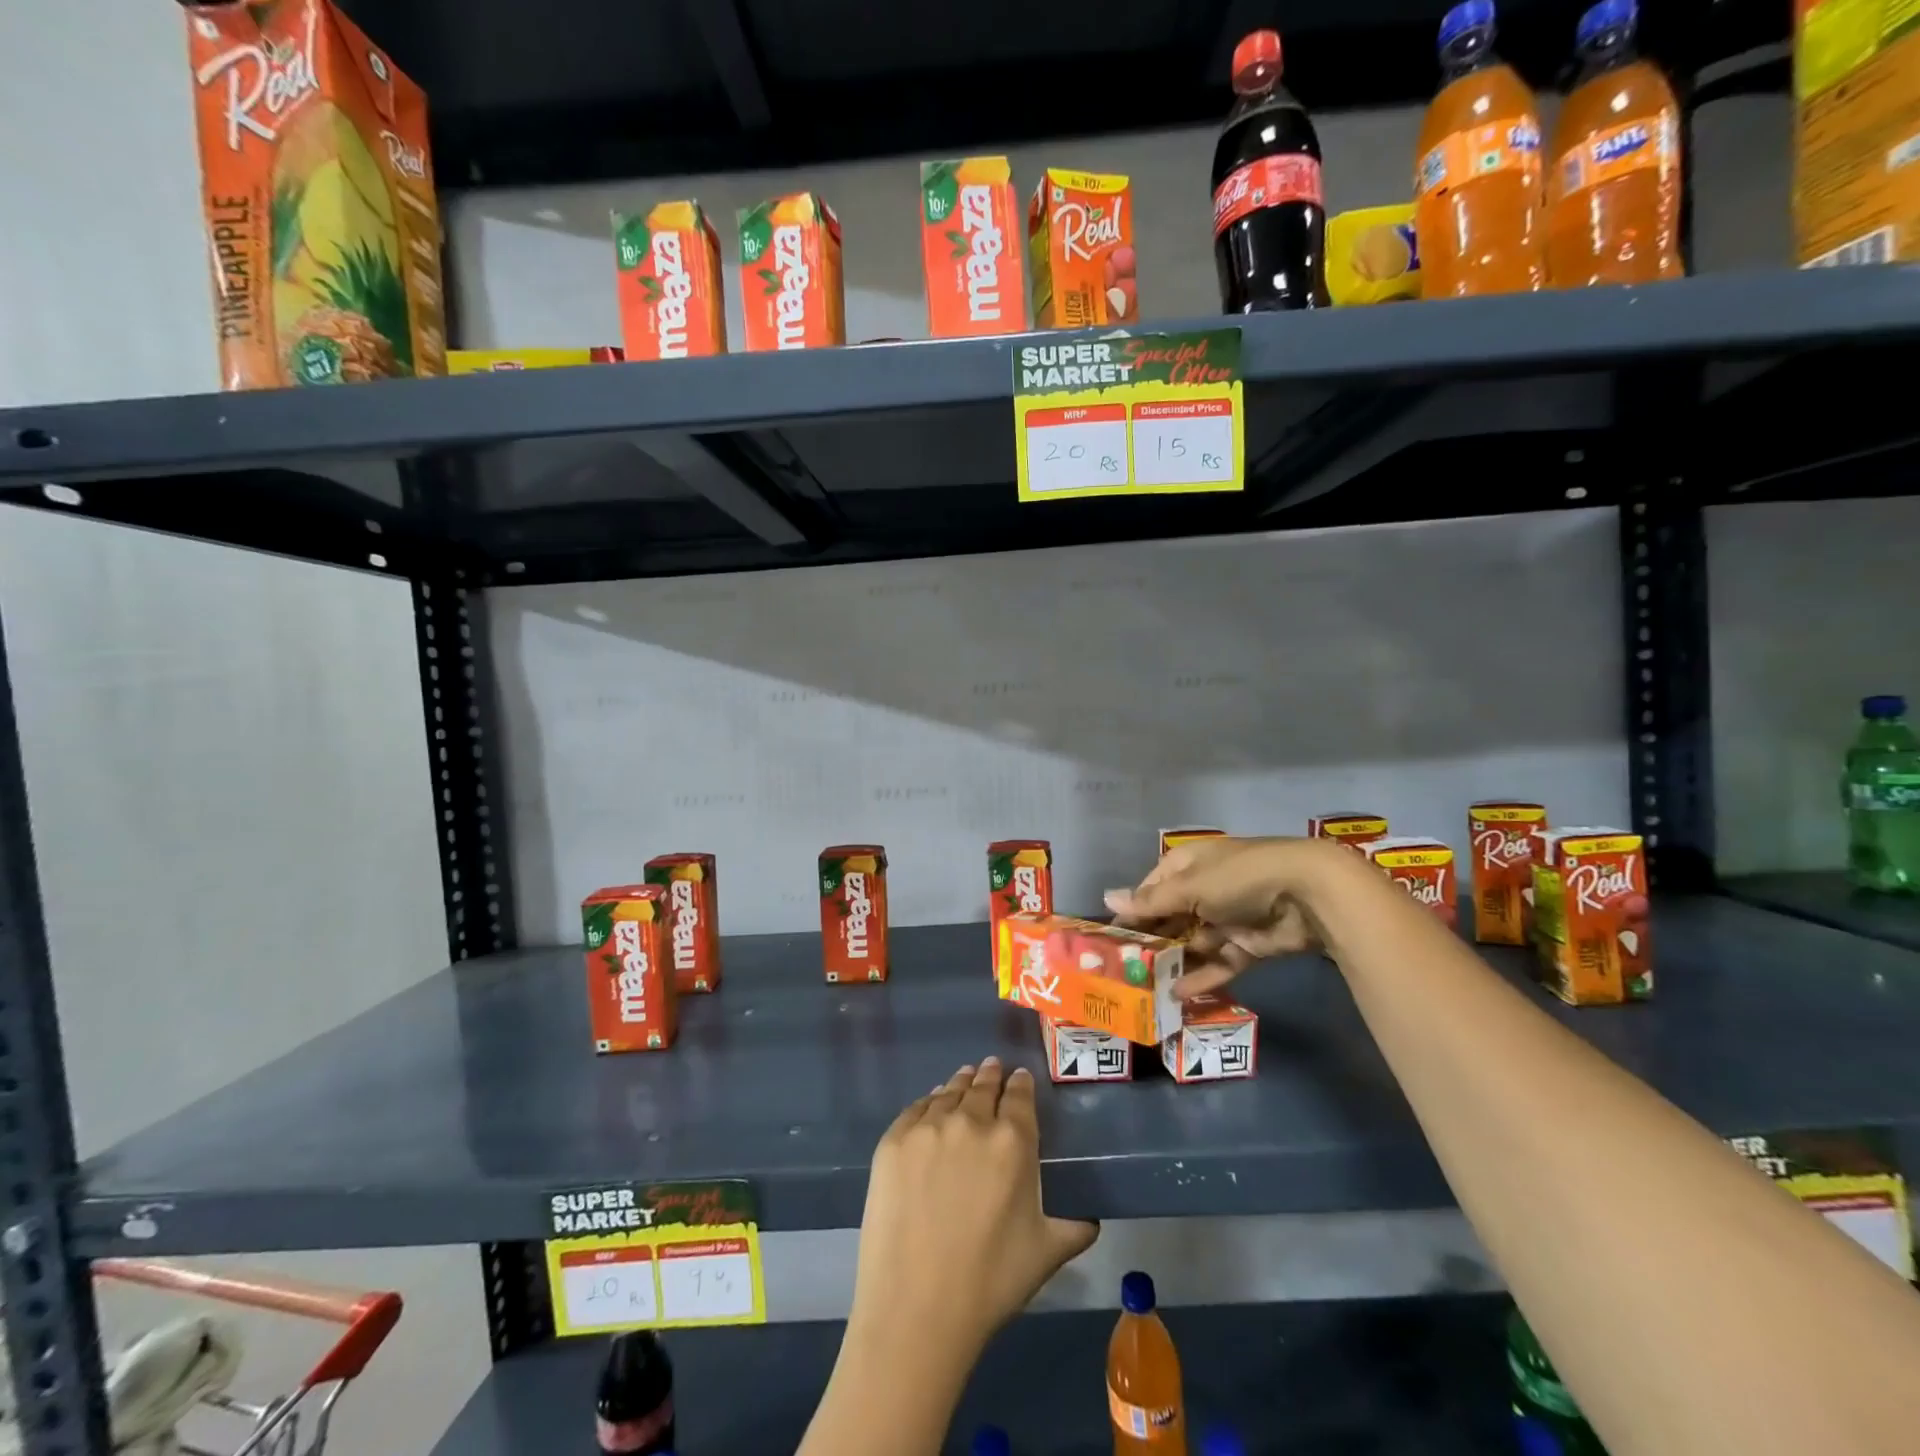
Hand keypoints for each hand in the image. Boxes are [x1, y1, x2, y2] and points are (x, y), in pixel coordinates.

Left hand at [849, 1058, 1098, 1355]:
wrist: (916, 1307)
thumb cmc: (990, 1282)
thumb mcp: (1045, 1254)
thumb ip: (1073, 1228)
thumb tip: (1092, 1220)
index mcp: (1013, 1141)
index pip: (1020, 1095)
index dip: (1021, 1084)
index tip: (1020, 1078)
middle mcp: (972, 1121)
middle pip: (983, 1085)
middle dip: (991, 1076)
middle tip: (993, 1067)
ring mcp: (928, 1127)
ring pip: (950, 1092)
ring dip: (961, 1083)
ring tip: (965, 1077)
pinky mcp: (893, 1140)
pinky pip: (916, 1109)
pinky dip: (929, 1102)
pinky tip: (932, 1104)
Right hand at [1104, 835, 1341, 997]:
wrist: (1308, 895)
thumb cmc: (1239, 878)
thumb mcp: (1190, 887)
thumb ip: (1151, 901)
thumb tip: (1107, 898)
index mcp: (1188, 866)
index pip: (1151, 888)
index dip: (1132, 911)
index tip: (1111, 938)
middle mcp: (1204, 890)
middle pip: (1170, 918)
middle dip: (1151, 942)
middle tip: (1123, 972)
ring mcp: (1227, 919)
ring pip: (1192, 944)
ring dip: (1173, 964)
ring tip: (1145, 990)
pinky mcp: (1247, 945)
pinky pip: (1219, 963)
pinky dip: (1202, 977)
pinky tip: (1178, 996)